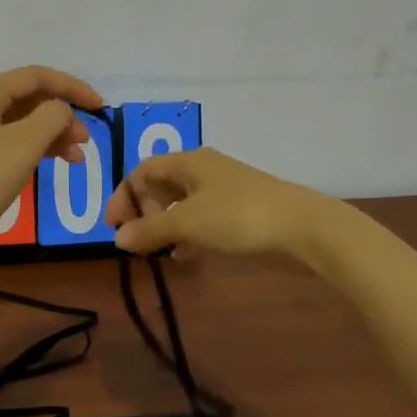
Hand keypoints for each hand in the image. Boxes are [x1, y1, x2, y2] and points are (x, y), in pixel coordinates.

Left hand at [0, 66, 104, 255]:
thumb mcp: (23, 144)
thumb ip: (51, 117)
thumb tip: (60, 110)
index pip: (36, 77)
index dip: (72, 88)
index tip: (101, 107)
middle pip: (26, 99)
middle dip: (61, 115)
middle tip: (86, 141)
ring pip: (17, 123)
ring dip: (49, 135)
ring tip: (74, 159)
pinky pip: (5, 142)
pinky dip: (29, 150)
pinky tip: (46, 166)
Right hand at [106, 147, 324, 260]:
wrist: (303, 227)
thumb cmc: (238, 216)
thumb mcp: (188, 222)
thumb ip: (150, 229)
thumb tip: (117, 238)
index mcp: (188, 161)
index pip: (142, 171)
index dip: (123, 196)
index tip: (113, 227)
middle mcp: (203, 169)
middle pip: (160, 185)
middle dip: (143, 212)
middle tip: (137, 240)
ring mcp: (224, 190)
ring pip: (182, 203)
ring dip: (165, 225)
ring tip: (159, 251)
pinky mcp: (240, 210)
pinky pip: (202, 217)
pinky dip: (188, 233)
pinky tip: (188, 255)